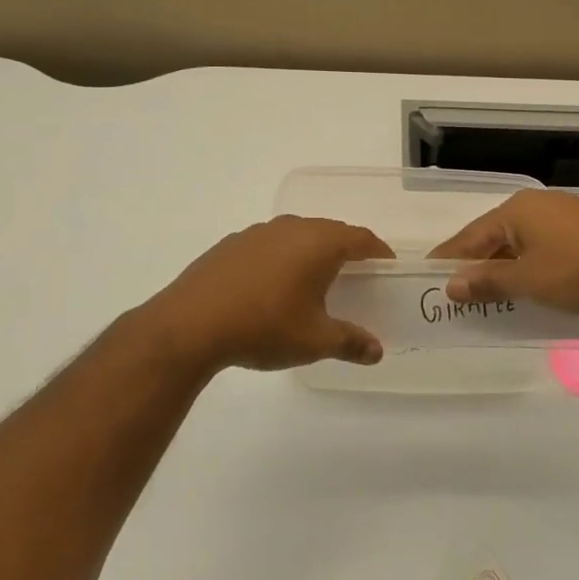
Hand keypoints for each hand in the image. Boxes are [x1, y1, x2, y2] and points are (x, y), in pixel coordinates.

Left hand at [141, 216, 392, 372]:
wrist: (190, 324)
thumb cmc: (264, 327)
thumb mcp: (314, 340)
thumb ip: (350, 342)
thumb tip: (377, 351)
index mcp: (319, 243)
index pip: (361, 238)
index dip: (378, 251)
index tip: (387, 266)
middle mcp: (291, 228)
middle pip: (331, 231)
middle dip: (347, 249)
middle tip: (358, 275)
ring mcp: (258, 232)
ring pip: (298, 234)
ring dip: (312, 251)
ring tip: (316, 280)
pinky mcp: (232, 243)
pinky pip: (270, 244)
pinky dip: (282, 257)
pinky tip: (273, 285)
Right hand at [427, 189, 578, 314]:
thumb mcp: (528, 282)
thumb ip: (488, 282)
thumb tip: (452, 284)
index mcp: (517, 210)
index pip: (471, 236)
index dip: (449, 258)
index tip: (427, 275)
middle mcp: (537, 205)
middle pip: (495, 237)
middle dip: (477, 265)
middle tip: (457, 293)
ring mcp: (565, 214)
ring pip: (522, 243)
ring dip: (505, 268)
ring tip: (491, 296)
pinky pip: (545, 246)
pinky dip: (531, 267)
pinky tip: (531, 288)